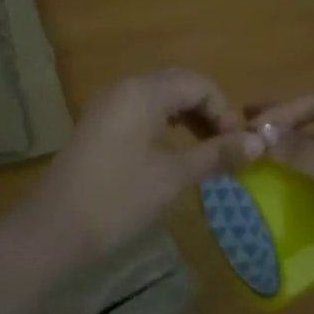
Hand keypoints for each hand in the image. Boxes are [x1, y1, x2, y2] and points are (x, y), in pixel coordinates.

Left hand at [31, 68, 262, 257]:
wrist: (54, 230)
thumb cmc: (118, 198)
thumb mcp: (173, 176)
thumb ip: (216, 155)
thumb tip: (260, 143)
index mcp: (144, 91)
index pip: (199, 84)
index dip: (225, 111)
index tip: (238, 146)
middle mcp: (126, 87)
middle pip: (180, 85)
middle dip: (209, 111)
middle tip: (226, 146)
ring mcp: (109, 105)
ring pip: (161, 98)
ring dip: (189, 117)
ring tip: (207, 150)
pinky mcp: (100, 125)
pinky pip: (143, 111)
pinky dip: (167, 124)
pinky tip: (175, 151)